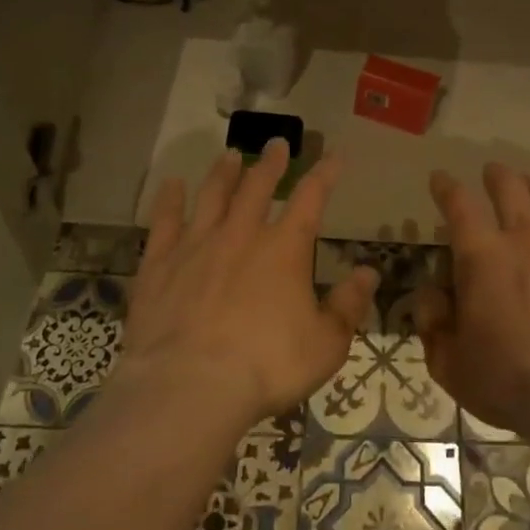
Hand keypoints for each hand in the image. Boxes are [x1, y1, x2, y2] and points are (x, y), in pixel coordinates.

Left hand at [121, 141, 377, 428]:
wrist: (190, 385)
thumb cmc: (267, 366)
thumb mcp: (326, 344)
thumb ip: (348, 305)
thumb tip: (369, 272)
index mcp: (285, 249)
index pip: (311, 198)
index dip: (325, 174)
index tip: (334, 155)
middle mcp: (241, 235)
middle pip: (258, 187)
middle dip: (271, 163)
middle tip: (275, 143)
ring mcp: (196, 246)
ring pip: (212, 196)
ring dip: (224, 173)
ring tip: (230, 155)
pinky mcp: (159, 265)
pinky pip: (164, 222)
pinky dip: (169, 201)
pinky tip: (171, 185)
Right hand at [416, 163, 529, 437]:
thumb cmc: (509, 381)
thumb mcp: (450, 364)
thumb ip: (433, 325)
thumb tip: (431, 295)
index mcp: (482, 257)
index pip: (459, 205)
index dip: (446, 187)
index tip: (440, 179)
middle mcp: (525, 240)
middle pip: (510, 188)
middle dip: (497, 175)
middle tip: (492, 171)